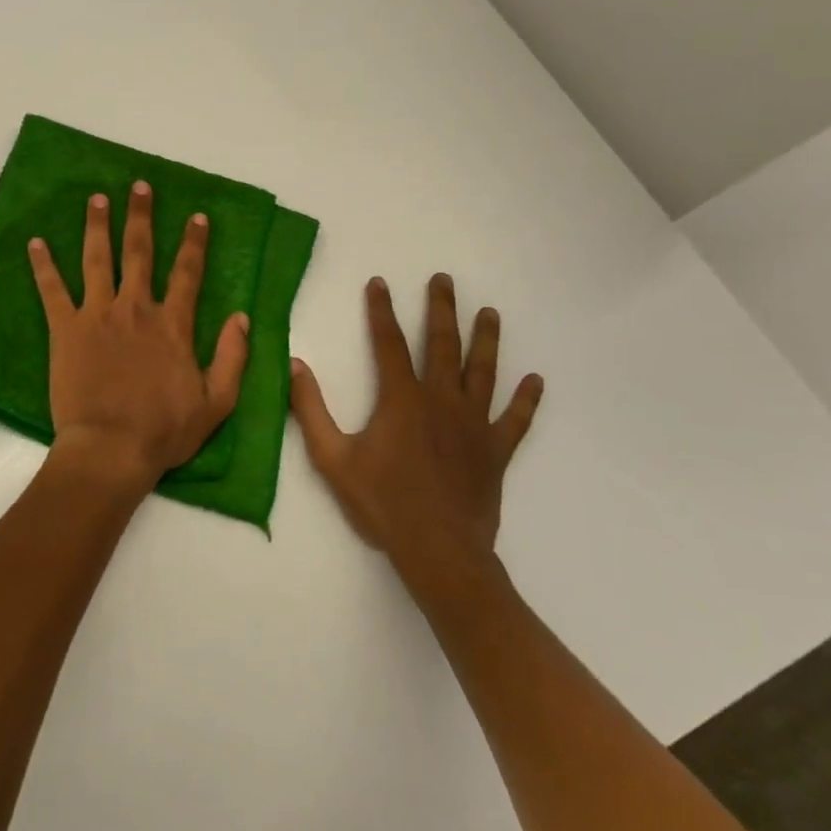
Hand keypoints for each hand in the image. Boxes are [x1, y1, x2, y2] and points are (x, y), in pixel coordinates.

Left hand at [28, 182, 250, 491]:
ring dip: (97, 226)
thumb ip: (232, 357)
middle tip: (139, 186)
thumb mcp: (217, 402)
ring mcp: (98, 315)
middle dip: (141, 216)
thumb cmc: (164, 431)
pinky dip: (43, 265)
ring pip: (97, 259)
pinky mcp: (66, 329)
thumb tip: (241, 317)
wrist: (111, 449)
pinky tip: (35, 242)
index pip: (187, 273)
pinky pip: (52, 290)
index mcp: (172, 325)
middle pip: (139, 253)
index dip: (194, 242)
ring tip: (96, 199)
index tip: (196, 216)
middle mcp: (136, 309)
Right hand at [291, 273, 542, 599]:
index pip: (389, 343)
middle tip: (444, 280)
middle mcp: (442, 401)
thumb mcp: (332, 458)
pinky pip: (515, 420)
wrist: (438, 550)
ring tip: (490, 313)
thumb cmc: (382, 503)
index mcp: (402, 400)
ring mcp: (474, 425)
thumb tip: (295, 365)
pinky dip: (526, 400)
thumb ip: (311, 410)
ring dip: (486, 340)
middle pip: (444, 345)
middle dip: (442, 309)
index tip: (379, 282)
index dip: (381, 310)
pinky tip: (536, 381)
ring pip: (483, 372)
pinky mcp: (496, 451)